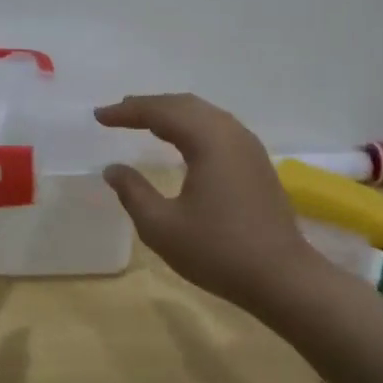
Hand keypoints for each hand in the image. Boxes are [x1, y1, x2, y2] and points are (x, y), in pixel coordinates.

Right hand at [95, 93, 318, 309]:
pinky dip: (191, 126)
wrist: (282, 278)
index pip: (161, 112)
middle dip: (149, 106)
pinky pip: (218, 128)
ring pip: (204, 114)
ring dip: (171, 113)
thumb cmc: (218, 251)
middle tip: (118, 113)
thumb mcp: (162, 227)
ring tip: (143, 121)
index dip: (127, 112)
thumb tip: (113, 169)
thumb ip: (133, 193)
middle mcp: (231, 133)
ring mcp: (249, 147)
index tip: (99, 116)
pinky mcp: (257, 163)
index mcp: (209, 140)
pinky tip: (181, 142)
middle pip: (185, 105)